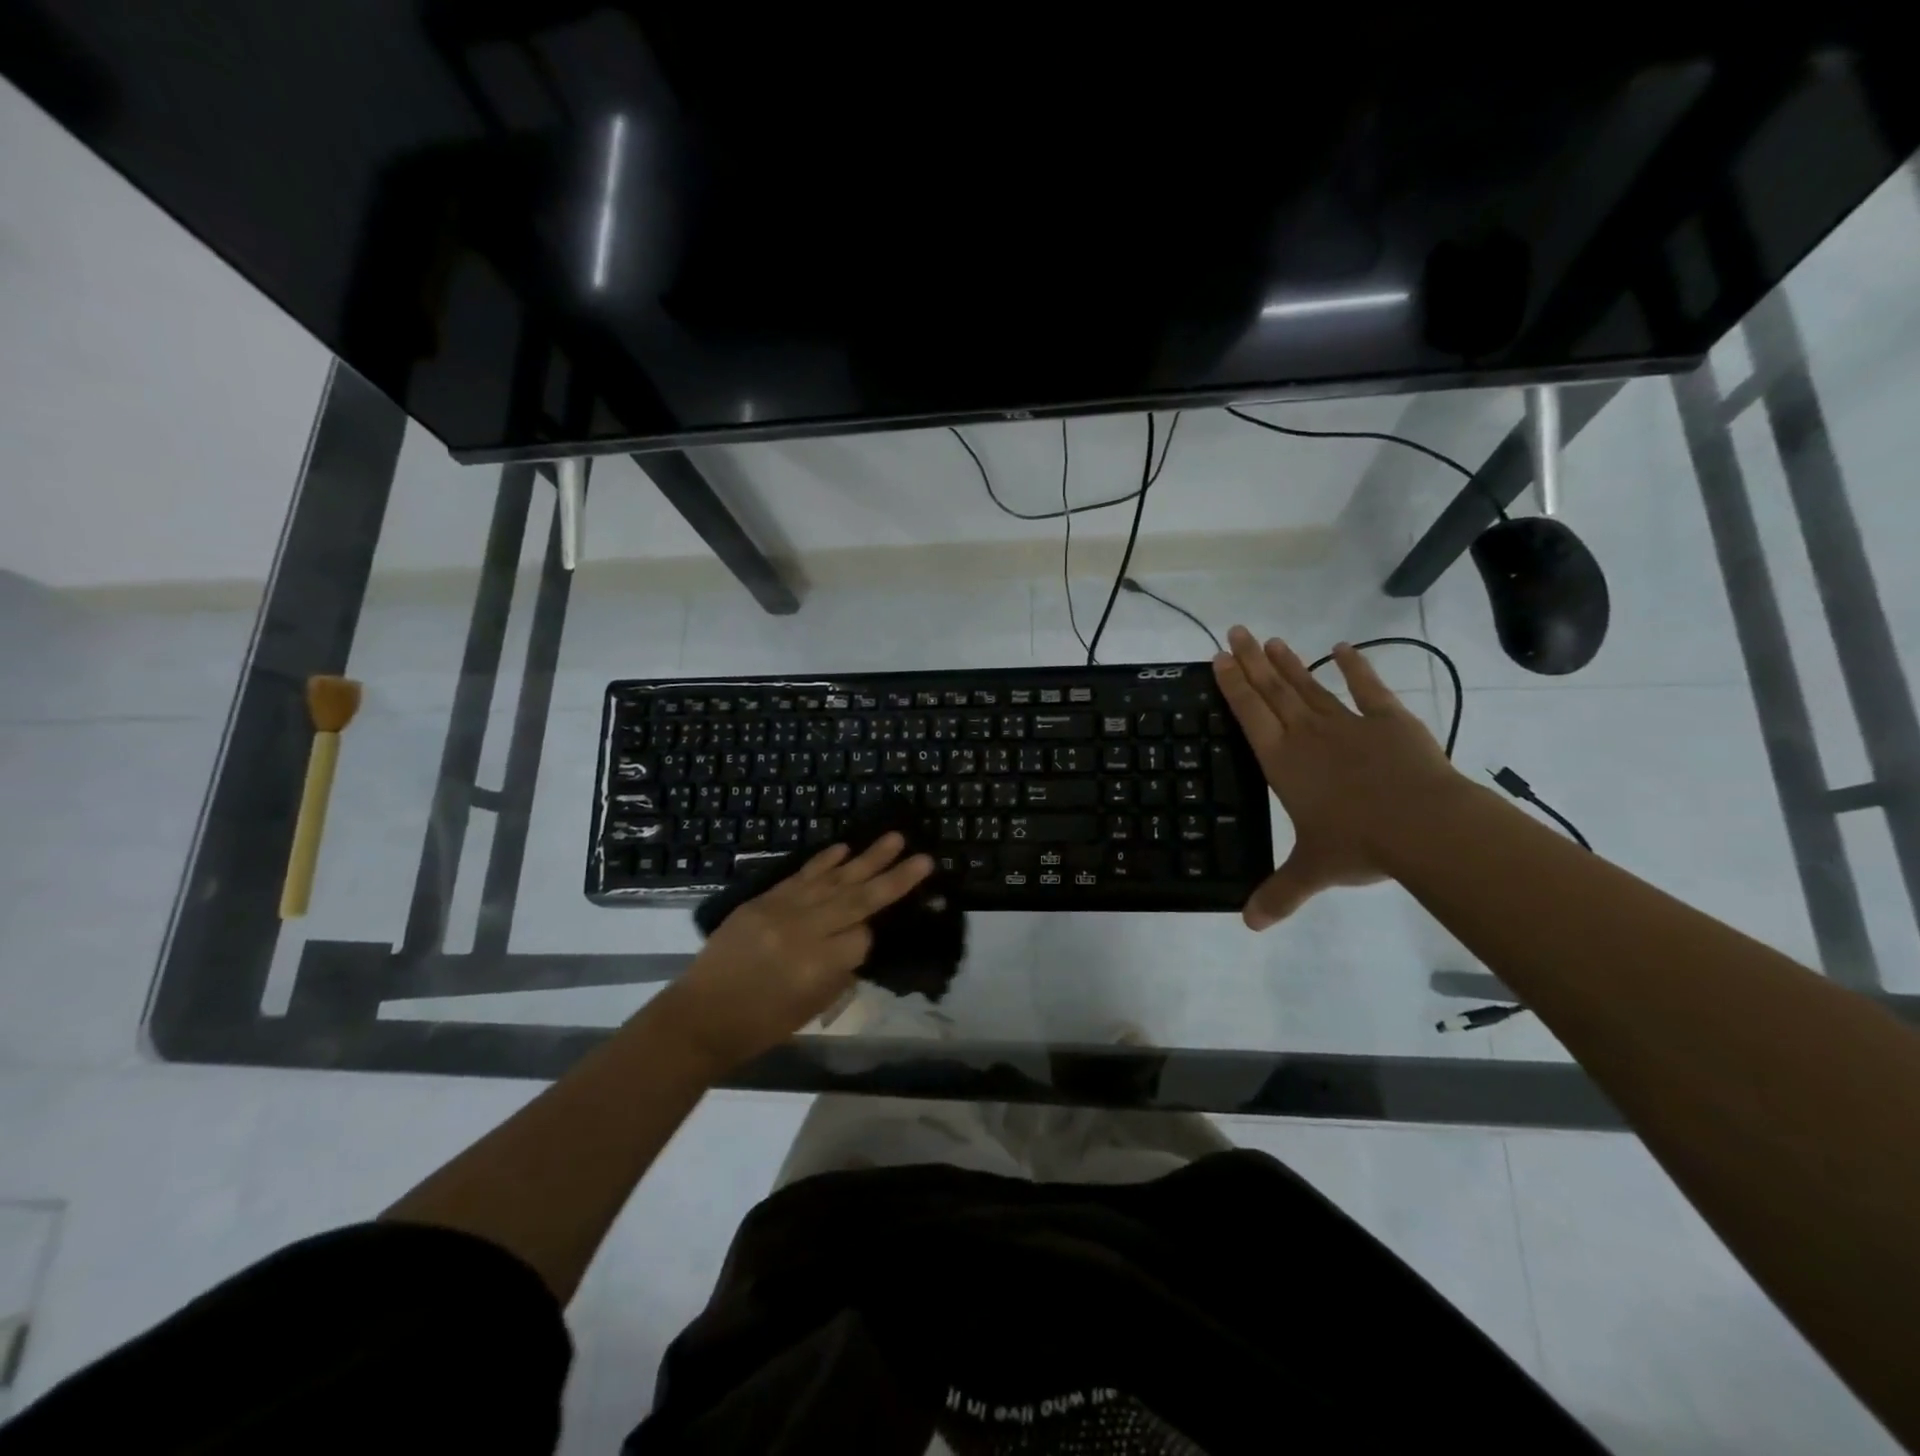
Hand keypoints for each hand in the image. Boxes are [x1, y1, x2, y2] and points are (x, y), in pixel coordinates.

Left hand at [659, 833, 934, 1072]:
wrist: (701, 1016)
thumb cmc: (761, 1025)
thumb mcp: (811, 1007)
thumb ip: (840, 971)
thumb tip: (859, 939)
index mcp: (817, 966)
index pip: (862, 937)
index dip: (873, 934)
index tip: (874, 936)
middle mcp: (804, 932)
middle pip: (857, 900)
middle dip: (894, 878)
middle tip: (924, 857)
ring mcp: (781, 910)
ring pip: (833, 880)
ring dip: (867, 858)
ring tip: (895, 838)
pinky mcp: (763, 900)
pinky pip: (801, 876)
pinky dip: (824, 861)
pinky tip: (845, 848)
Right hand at [1213, 625, 1461, 928]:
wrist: (1424, 826)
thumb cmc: (1357, 845)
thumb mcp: (1312, 871)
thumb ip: (1279, 893)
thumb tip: (1249, 925)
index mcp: (1282, 762)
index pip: (1249, 714)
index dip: (1232, 686)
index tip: (1218, 658)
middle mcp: (1307, 735)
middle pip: (1272, 690)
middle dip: (1251, 661)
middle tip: (1235, 631)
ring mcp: (1349, 724)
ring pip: (1310, 686)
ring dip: (1288, 662)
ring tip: (1270, 639)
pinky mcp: (1389, 722)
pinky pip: (1368, 689)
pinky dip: (1356, 667)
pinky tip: (1344, 648)